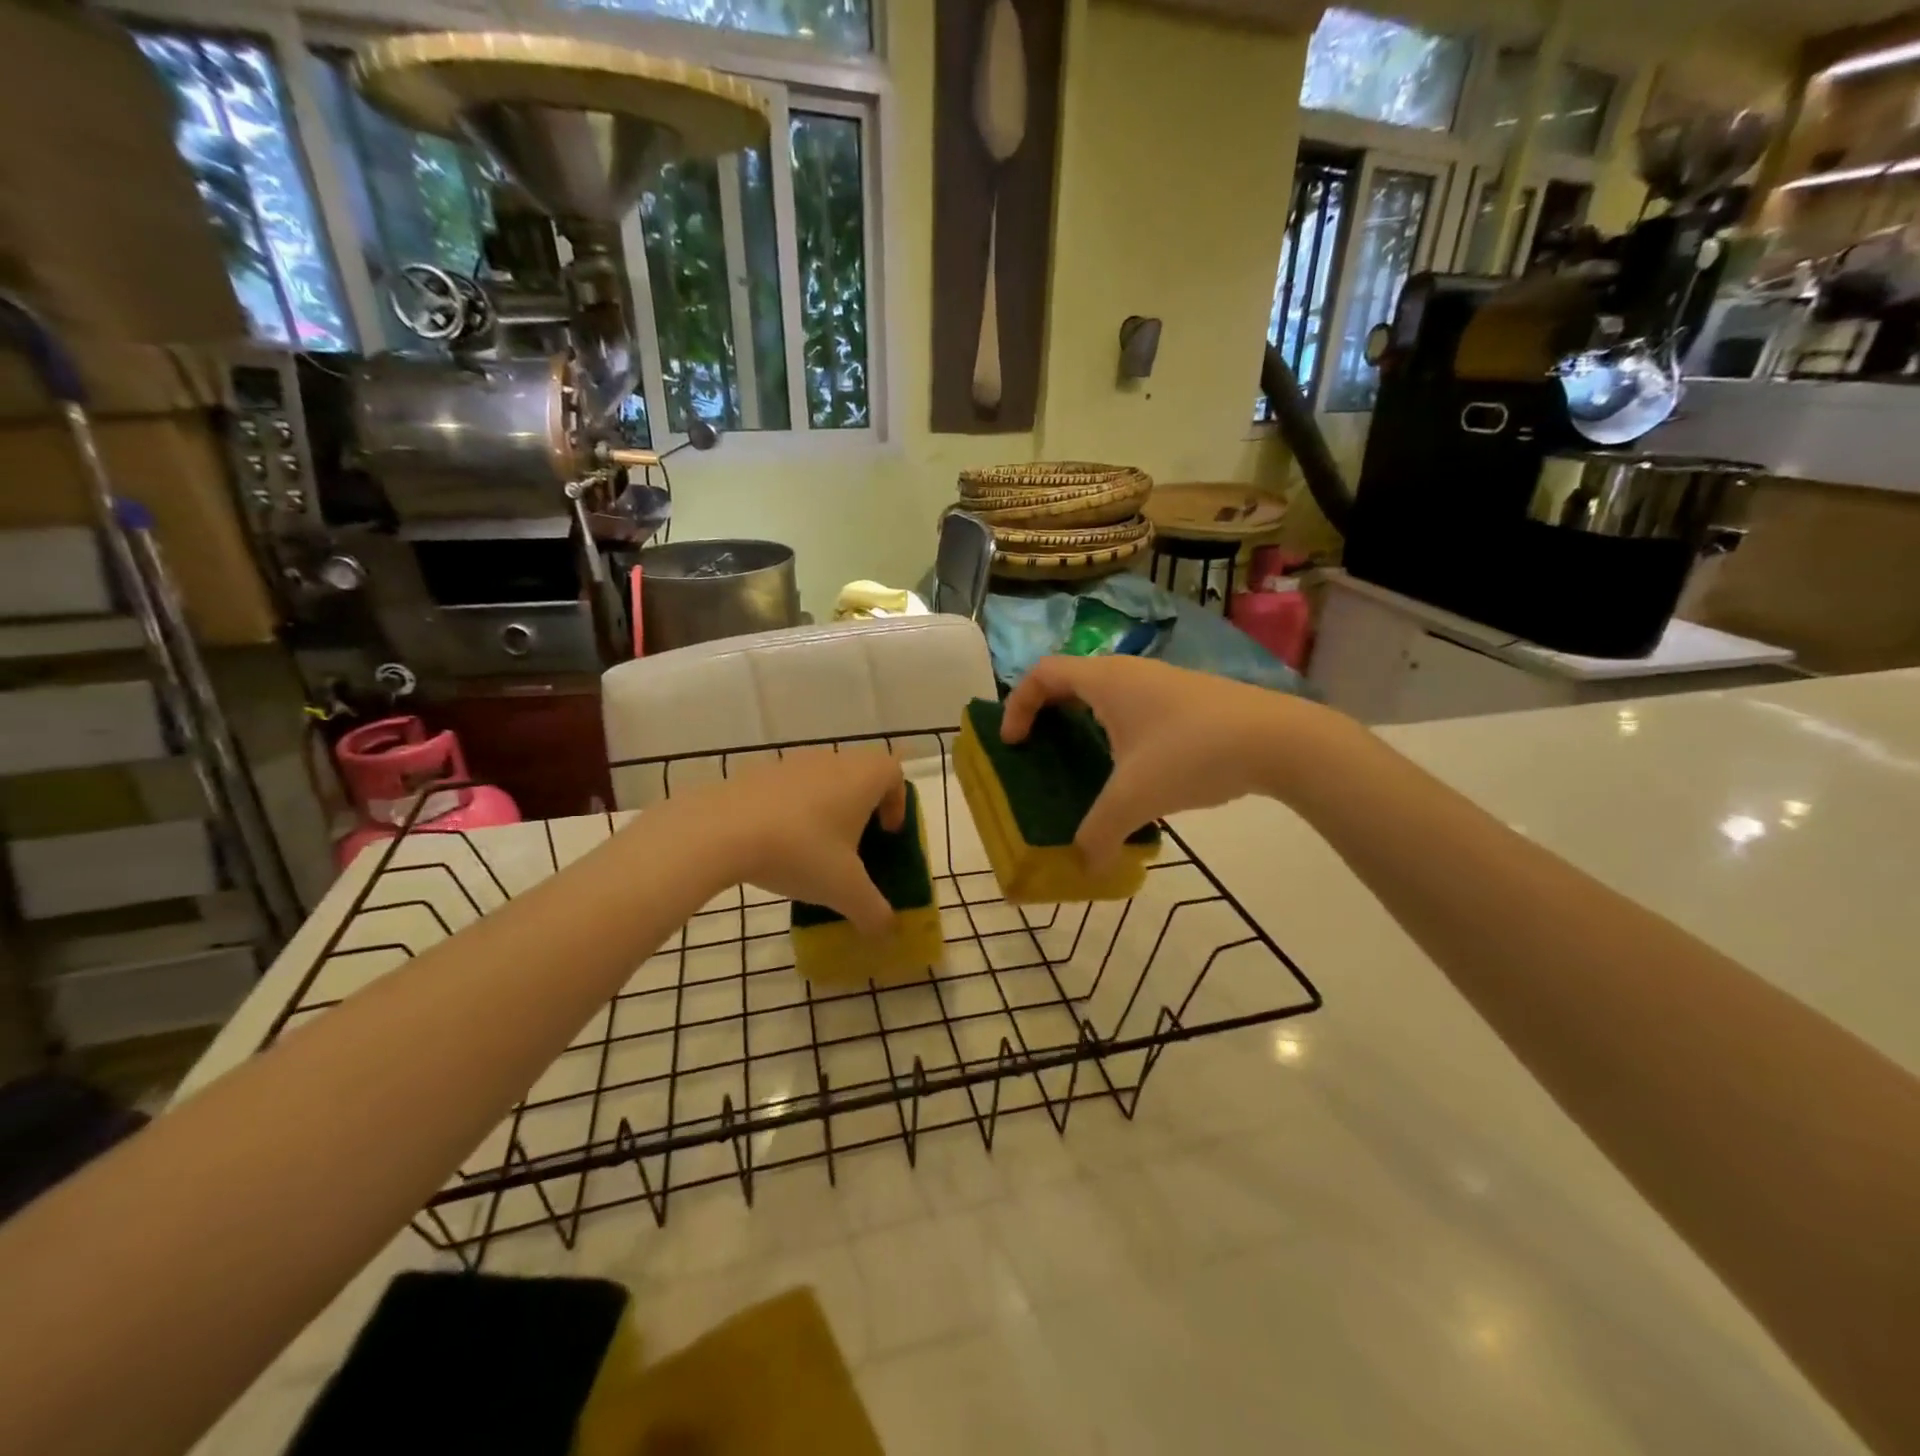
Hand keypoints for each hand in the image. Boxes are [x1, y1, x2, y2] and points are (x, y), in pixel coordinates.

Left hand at [693, 749, 906, 934]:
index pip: (893, 773)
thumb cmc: (800, 852)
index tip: (887, 834)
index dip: (897, 802)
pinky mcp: (756, 773)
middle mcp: (831, 760)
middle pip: (858, 775)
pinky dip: (792, 812)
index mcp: (862, 777)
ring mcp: (791, 763)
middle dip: (862, 809)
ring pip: (822, 781)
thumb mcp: (844, 891)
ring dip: (826, 810)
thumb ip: (873, 912)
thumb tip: (887, 931)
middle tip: (854, 847)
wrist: (720, 831)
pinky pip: (788, 790)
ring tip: (814, 851)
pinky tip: (777, 846)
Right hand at [1001, 656, 1319, 867]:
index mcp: (1105, 681)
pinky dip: (1118, 732)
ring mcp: (1163, 684)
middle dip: (1047, 714)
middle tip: (1039, 751)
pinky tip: (1135, 772)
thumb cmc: (1192, 754)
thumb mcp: (1136, 798)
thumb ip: (1100, 833)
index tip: (1014, 743)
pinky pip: (1136, 709)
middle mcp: (1130, 673)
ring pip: (1107, 696)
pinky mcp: (1190, 700)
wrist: (1280, 740)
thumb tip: (1083, 868)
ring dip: (1085, 723)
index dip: (1017, 705)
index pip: (1042, 673)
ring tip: (1083, 766)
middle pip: (1071, 681)